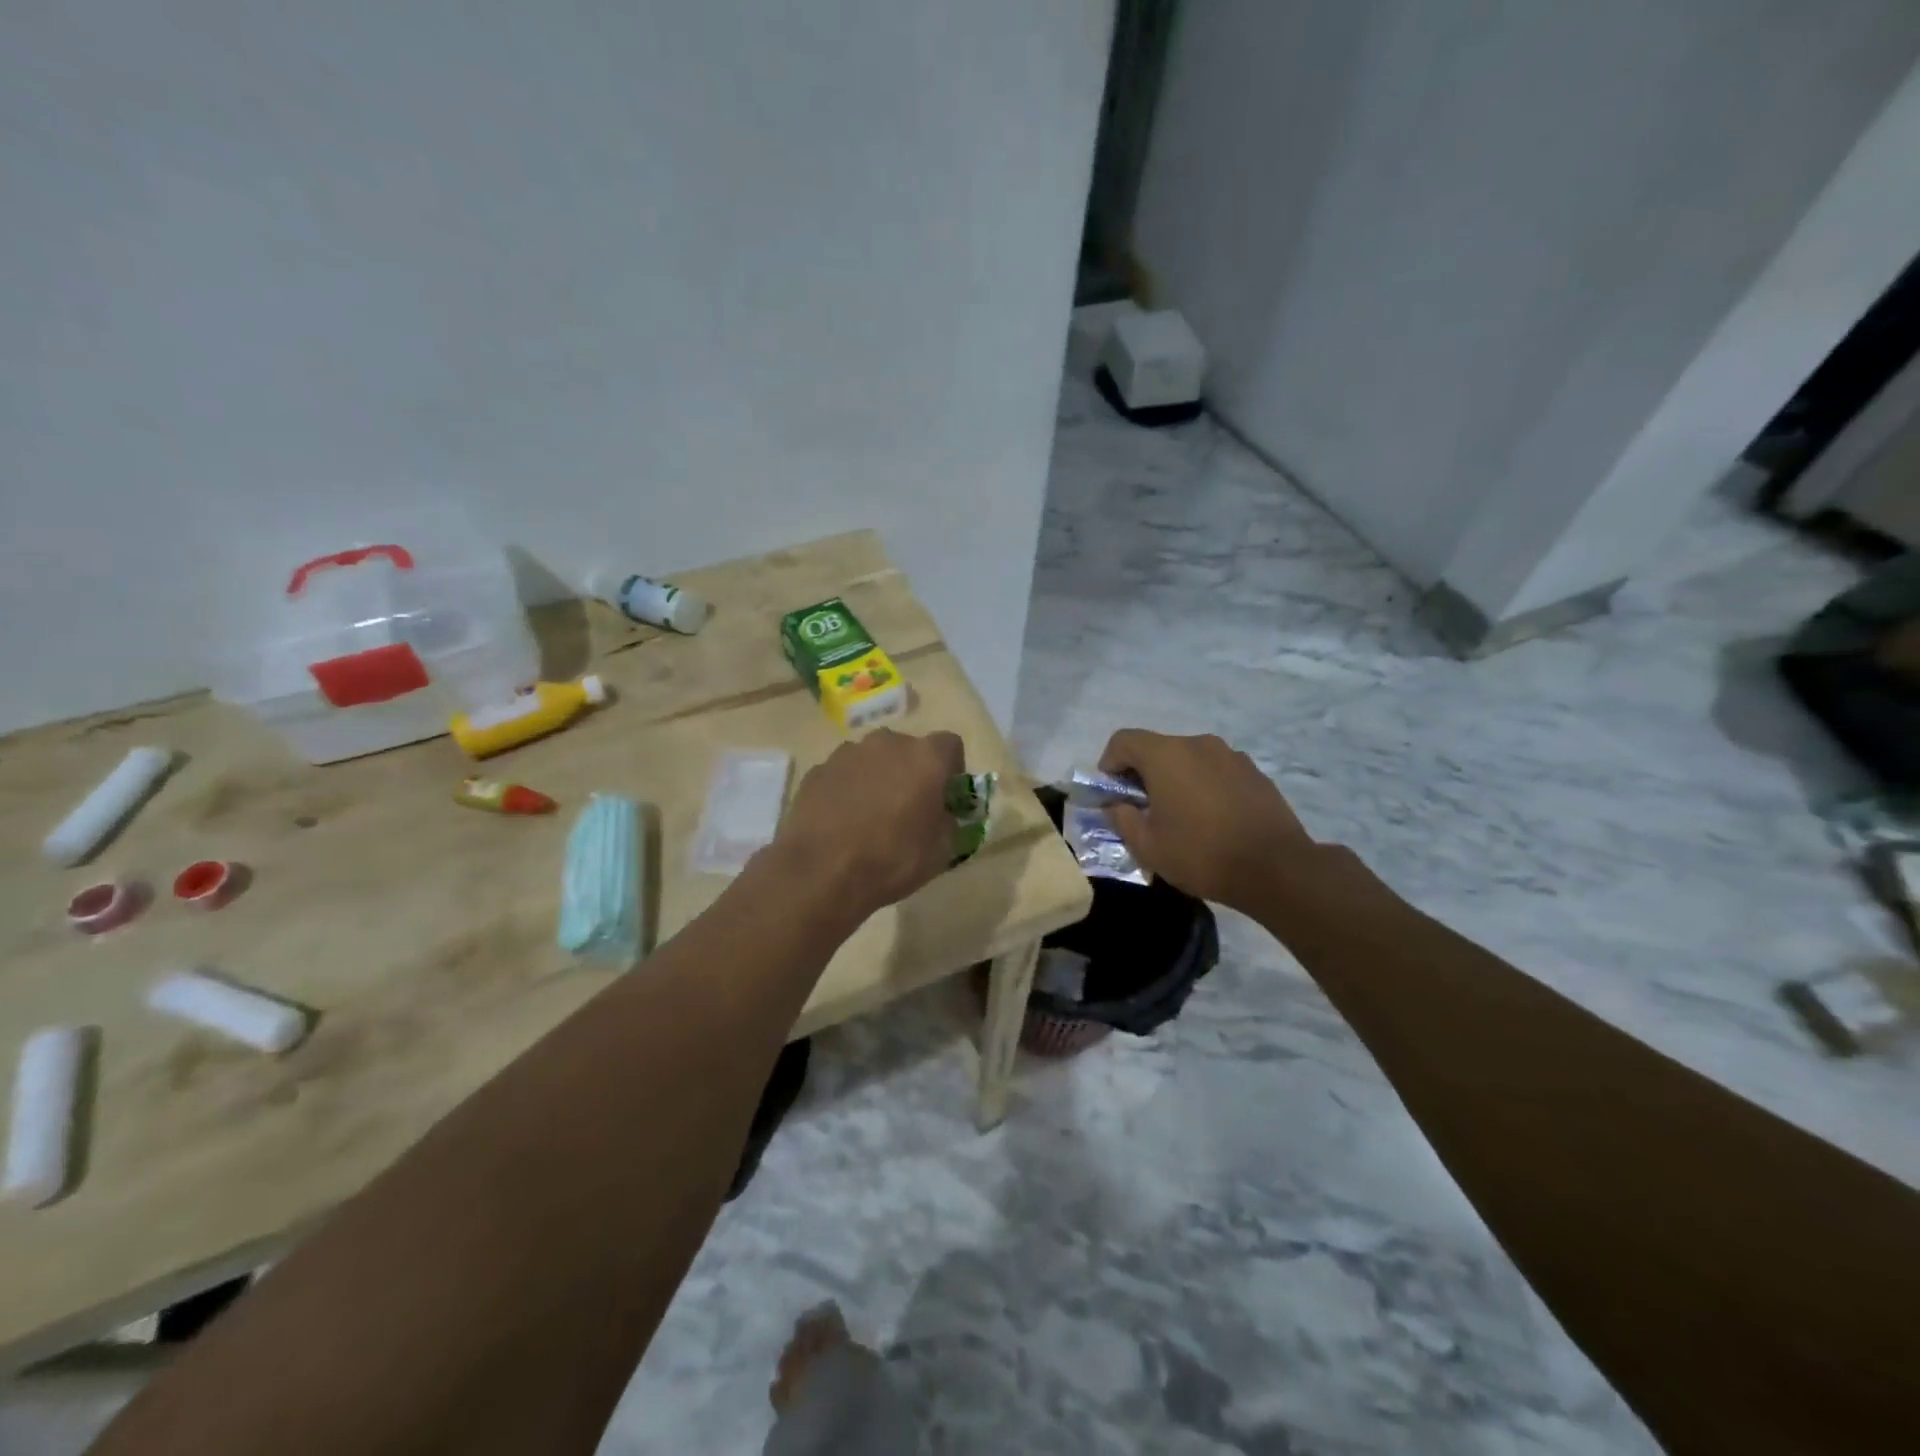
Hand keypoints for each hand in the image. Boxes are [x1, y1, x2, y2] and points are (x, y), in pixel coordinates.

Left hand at [770, 728, 964, 921]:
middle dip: (912, 772)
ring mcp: (847, 753)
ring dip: (878, 777)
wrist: (821, 872)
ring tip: (871, 815)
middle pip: (908, 749)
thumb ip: (949, 822)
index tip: (946, 796)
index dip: (952, 769)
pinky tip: (842, 820)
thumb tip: (942, 815)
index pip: (950, 745)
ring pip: (873, 759)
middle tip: (909, 807)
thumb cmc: (891, 860)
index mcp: (925, 758)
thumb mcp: (941, 851)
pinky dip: (848, 789)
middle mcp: (887, 743)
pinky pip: (844, 774)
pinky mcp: (818, 770)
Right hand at [1098, 729, 1317, 911]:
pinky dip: (1204, 785)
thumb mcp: (1147, 846)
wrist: (1276, 868)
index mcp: (1166, 755)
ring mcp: (1231, 755)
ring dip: (1176, 779)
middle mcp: (1198, 743)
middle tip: (1143, 810)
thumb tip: (1117, 805)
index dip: (1109, 764)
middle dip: (1142, 774)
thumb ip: (1122, 818)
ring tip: (1181, 816)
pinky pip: (1216, 771)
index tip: (1112, 794)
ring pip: (1189, 759)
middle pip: (1157, 748)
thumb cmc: (1201, 854)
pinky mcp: (1254, 772)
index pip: (1123, 740)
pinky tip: (1212, 819)